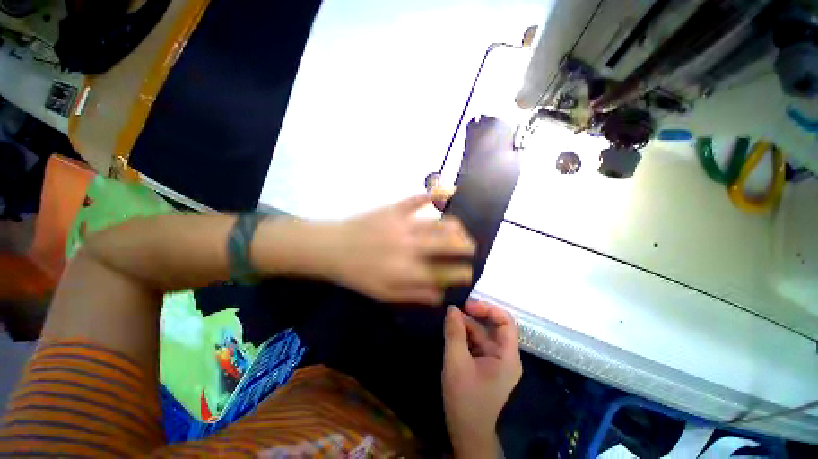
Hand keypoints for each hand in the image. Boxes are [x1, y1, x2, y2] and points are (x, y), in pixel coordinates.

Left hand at [324, 194, 474, 304]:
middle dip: (466, 247)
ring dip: (457, 228)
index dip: (462, 273)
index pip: (445, 273)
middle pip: (449, 245)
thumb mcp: (385, 294)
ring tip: (461, 232)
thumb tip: (441, 295)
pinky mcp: (394, 210)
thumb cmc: (358, 274)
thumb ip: (415, 295)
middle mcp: (411, 248)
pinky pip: (418, 199)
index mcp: (408, 272)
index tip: (469, 272)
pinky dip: (435, 194)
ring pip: (439, 224)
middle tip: (471, 249)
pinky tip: (450, 190)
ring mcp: (403, 226)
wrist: (332, 249)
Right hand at [442, 302, 521, 457]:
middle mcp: (505, 356)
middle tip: (455, 310)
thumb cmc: (465, 399)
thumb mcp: (456, 363)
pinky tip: (452, 332)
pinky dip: (465, 335)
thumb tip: (452, 308)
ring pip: (483, 333)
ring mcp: (495, 360)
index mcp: (507, 357)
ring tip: (450, 320)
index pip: (506, 322)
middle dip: (475, 316)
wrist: (466, 433)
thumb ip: (454, 333)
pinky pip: (477, 343)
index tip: (468, 306)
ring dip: (467, 325)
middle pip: (494, 326)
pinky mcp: (485, 364)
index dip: (488, 309)